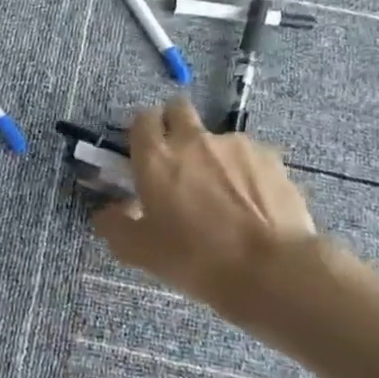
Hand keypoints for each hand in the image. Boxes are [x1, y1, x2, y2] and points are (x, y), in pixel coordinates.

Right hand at [94, 99, 316, 310]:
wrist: (270, 269)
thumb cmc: (195, 259)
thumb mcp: (140, 251)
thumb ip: (115, 225)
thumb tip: (107, 212)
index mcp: (156, 158)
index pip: (142, 119)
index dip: (143, 131)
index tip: (145, 151)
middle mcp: (193, 140)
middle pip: (179, 109)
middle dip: (175, 123)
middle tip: (178, 159)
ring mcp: (236, 145)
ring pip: (216, 137)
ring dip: (213, 155)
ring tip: (223, 194)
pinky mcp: (271, 158)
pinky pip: (249, 156)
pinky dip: (245, 172)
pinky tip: (252, 203)